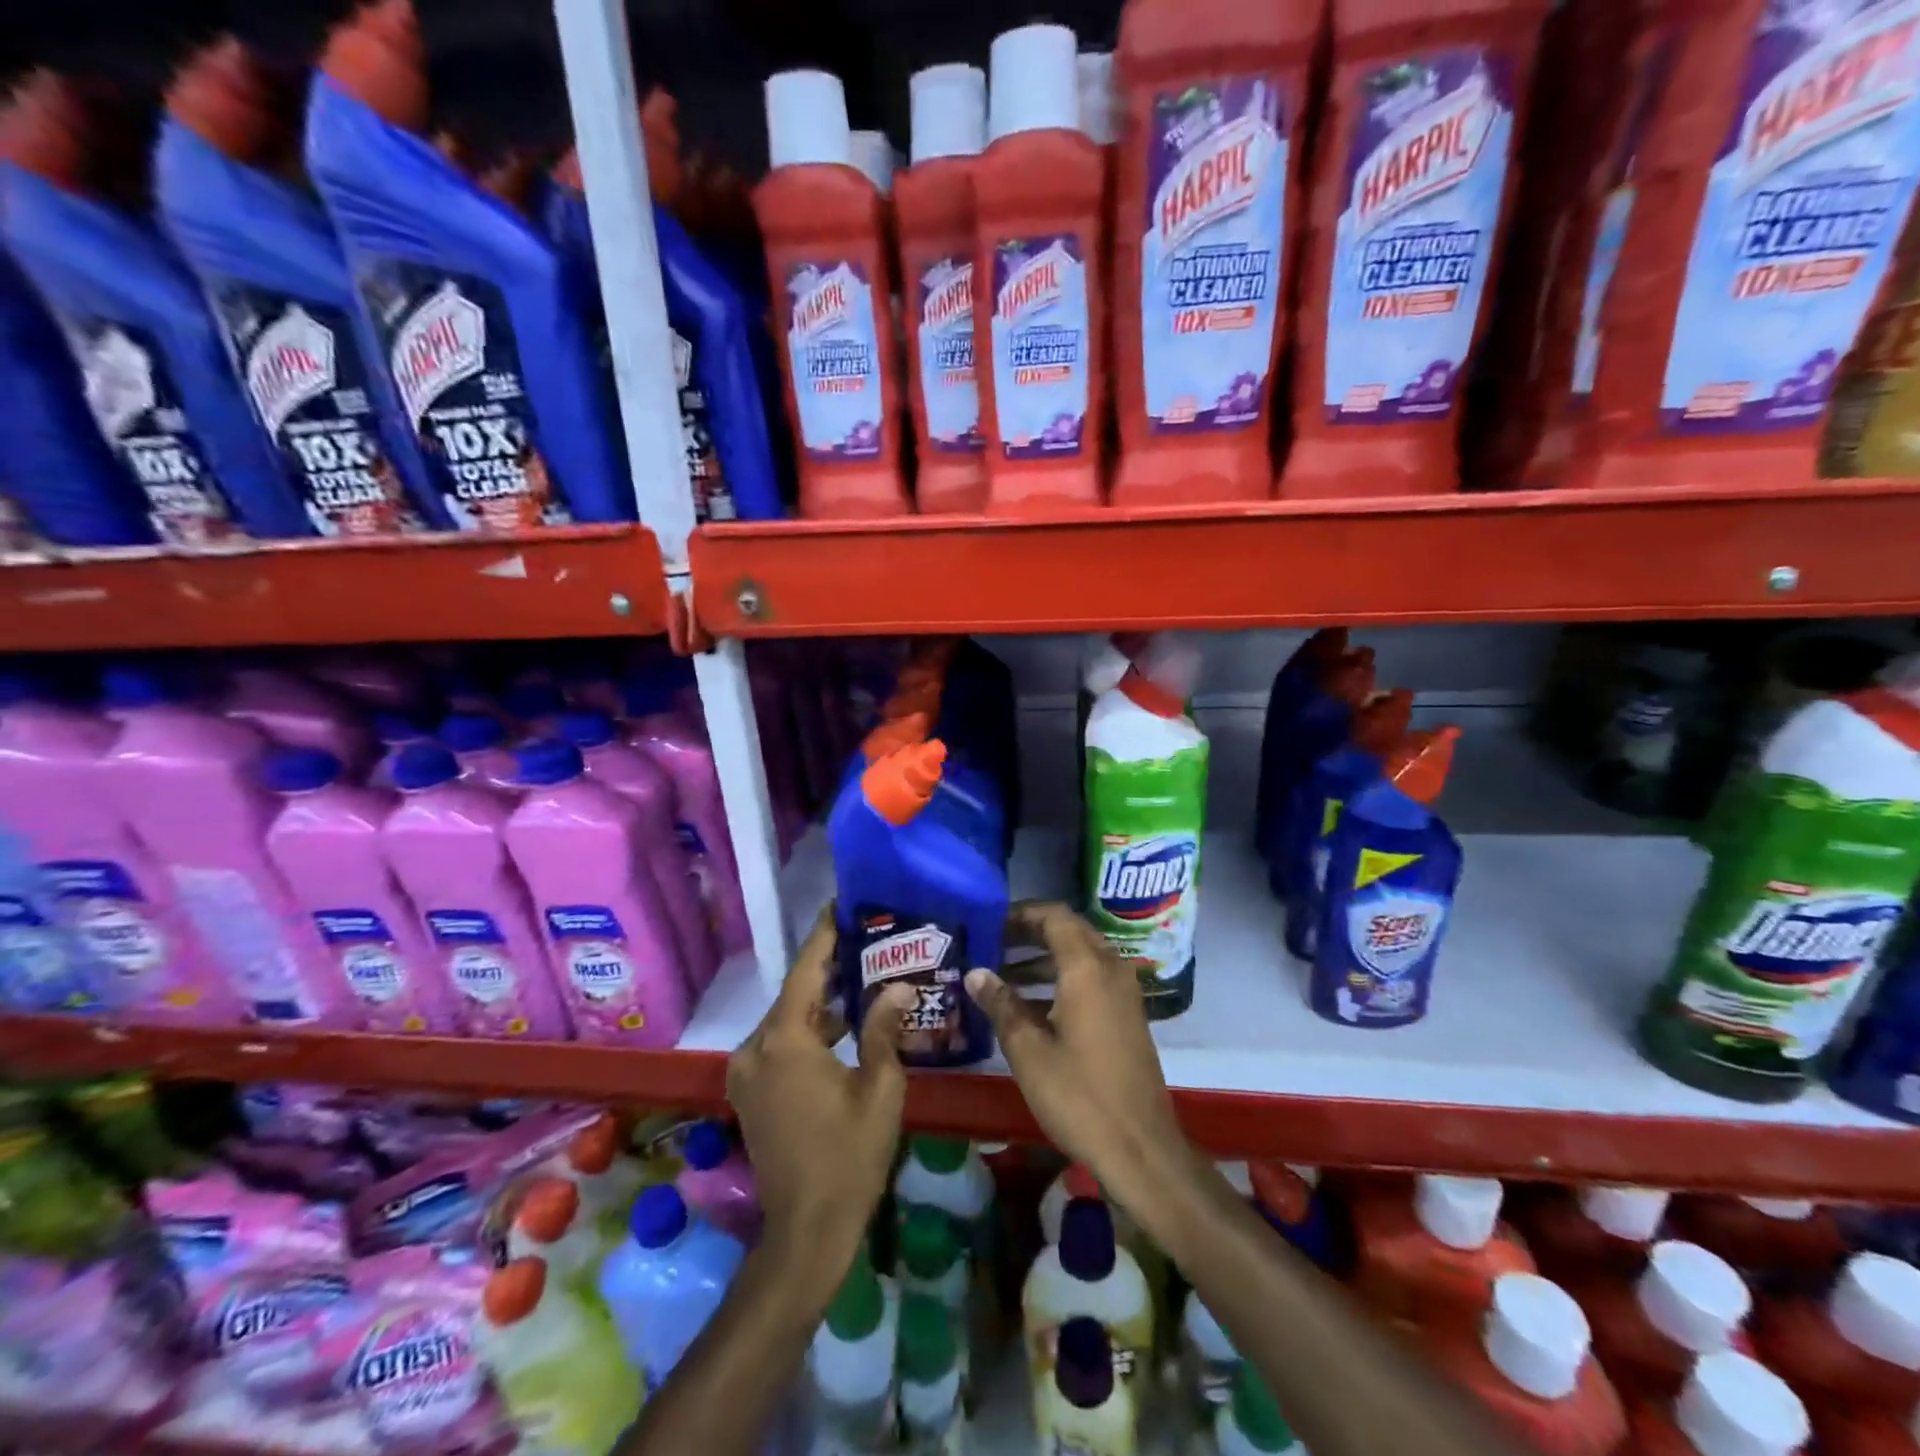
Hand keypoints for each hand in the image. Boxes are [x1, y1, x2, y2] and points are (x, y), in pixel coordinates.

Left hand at [727, 909, 912, 1294]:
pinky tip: (844, 1025)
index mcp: (784, 1041)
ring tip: (864, 976)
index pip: (807, 970)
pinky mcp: (749, 1090)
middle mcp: (755, 1047)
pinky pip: (780, 1043)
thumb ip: (883, 1029)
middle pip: (796, 993)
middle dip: (830, 967)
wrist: (806, 1230)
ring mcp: (746, 1070)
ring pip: (788, 1018)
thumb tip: (897, 985)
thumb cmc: (850, 1156)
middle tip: (869, 941)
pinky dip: (809, 1029)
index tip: (842, 903)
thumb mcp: (879, 1088)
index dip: (826, 934)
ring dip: (822, 1001)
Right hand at [965, 902, 1195, 1210]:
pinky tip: (1030, 1007)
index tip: (990, 922)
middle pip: (1069, 932)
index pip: (1054, 916)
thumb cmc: (1079, 1095)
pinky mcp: (1126, 1016)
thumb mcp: (1028, 1050)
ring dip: (1043, 960)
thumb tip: (976, 973)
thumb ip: (1001, 1004)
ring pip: (1080, 957)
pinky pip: (1091, 980)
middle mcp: (1110, 969)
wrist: (1141, 1147)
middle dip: (1030, 934)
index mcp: (1087, 968)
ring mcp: (1123, 993)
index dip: (1021, 913)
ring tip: (1001, 976)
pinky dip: (1060, 980)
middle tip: (992, 944)